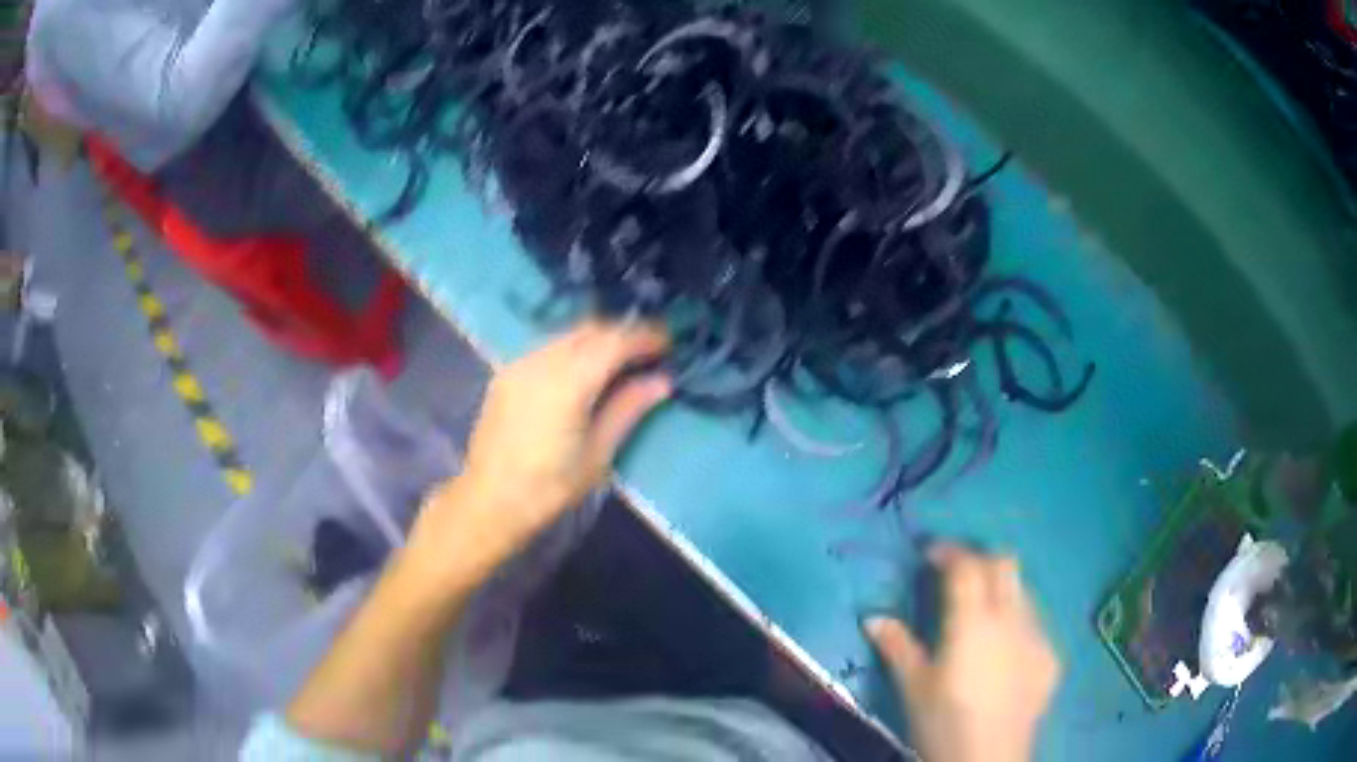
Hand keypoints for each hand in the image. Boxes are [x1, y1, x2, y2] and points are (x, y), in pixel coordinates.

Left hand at [408, 320, 670, 587]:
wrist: (490, 500)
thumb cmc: (550, 486)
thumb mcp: (598, 453)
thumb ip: (629, 408)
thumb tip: (662, 381)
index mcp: (568, 381)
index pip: (614, 341)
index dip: (645, 337)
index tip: (669, 342)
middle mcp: (542, 360)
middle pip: (590, 330)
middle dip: (622, 333)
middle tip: (650, 349)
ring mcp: (520, 363)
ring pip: (567, 335)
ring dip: (597, 338)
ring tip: (621, 358)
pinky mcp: (506, 373)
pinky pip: (547, 347)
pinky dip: (573, 348)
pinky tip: (584, 368)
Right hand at [865, 544, 1059, 761]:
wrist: (989, 759)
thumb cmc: (943, 722)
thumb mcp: (913, 686)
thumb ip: (897, 646)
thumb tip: (873, 618)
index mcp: (974, 622)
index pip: (967, 566)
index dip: (949, 551)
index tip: (930, 553)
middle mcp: (1012, 618)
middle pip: (1005, 564)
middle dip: (980, 560)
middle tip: (956, 576)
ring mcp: (1038, 636)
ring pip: (1023, 591)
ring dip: (1001, 589)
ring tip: (980, 615)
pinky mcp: (1051, 657)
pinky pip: (1035, 623)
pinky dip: (1016, 622)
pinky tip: (1002, 652)